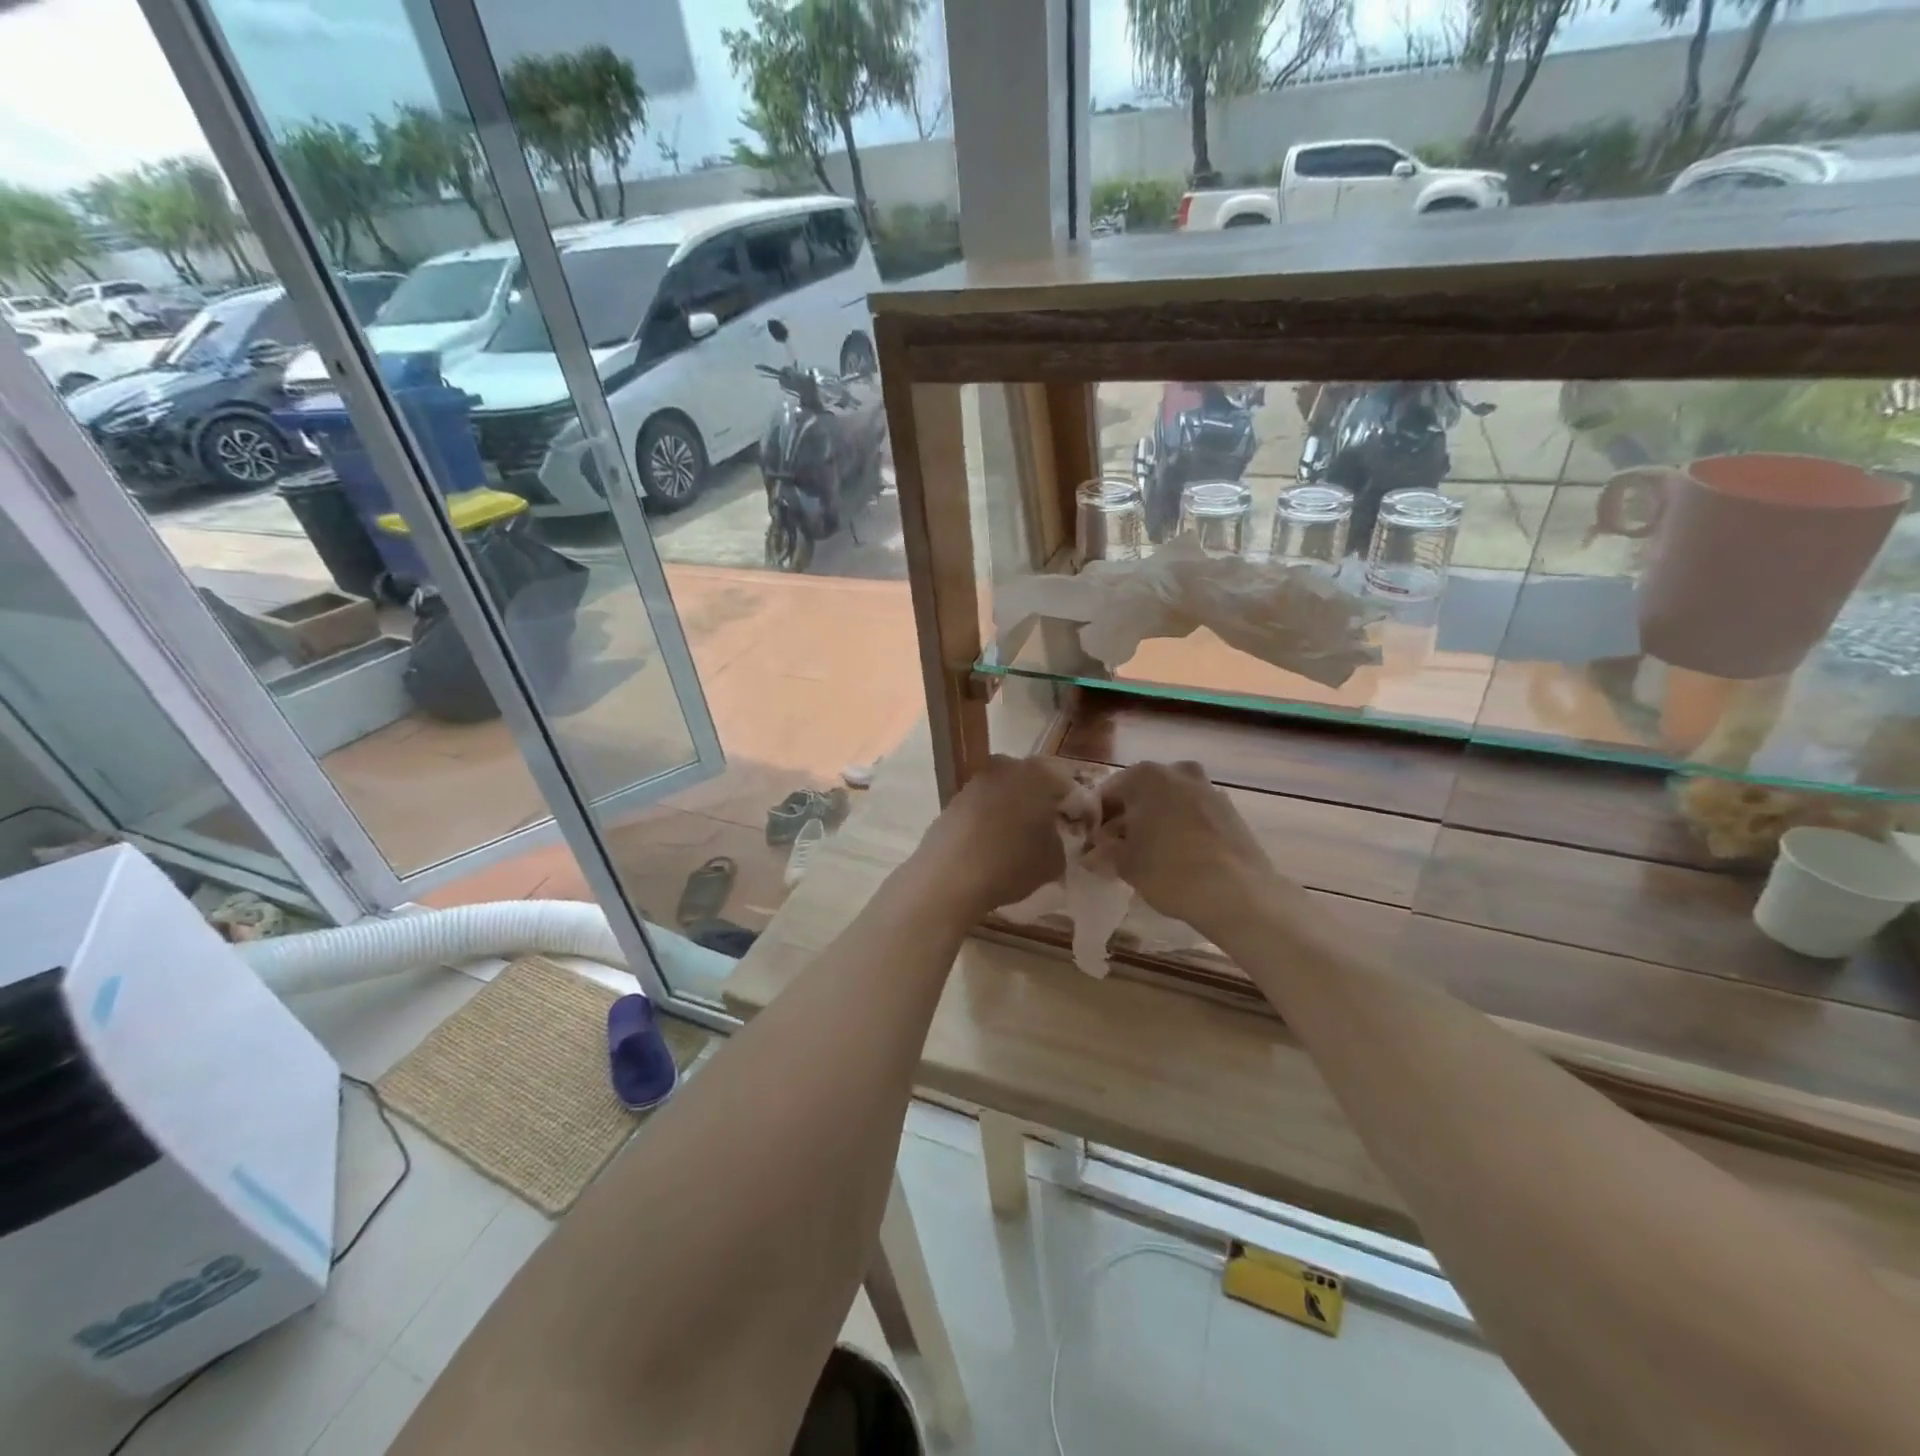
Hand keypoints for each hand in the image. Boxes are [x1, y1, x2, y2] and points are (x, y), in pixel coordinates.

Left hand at [912, 754, 1082, 917]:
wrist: (948, 876)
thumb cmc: (1011, 864)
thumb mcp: (1054, 861)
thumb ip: (1062, 842)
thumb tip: (1055, 837)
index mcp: (1039, 773)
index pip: (1070, 785)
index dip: (1079, 810)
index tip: (1080, 831)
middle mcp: (1007, 766)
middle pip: (1035, 783)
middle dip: (1045, 804)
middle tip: (1053, 833)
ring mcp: (976, 780)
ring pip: (1007, 792)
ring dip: (1017, 810)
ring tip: (1021, 842)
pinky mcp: (954, 799)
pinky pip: (984, 806)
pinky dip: (992, 819)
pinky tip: (993, 845)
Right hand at [1090, 760, 1307, 940]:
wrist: (1239, 894)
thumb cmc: (1170, 871)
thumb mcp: (1124, 864)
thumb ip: (1103, 853)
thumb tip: (1092, 854)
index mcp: (1146, 776)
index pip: (1108, 793)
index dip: (1096, 820)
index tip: (1091, 843)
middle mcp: (1178, 772)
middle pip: (1141, 793)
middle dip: (1127, 818)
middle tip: (1117, 848)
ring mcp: (1208, 789)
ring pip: (1169, 803)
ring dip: (1155, 822)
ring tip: (1147, 855)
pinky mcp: (1230, 812)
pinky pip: (1193, 815)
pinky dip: (1181, 829)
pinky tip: (1177, 857)